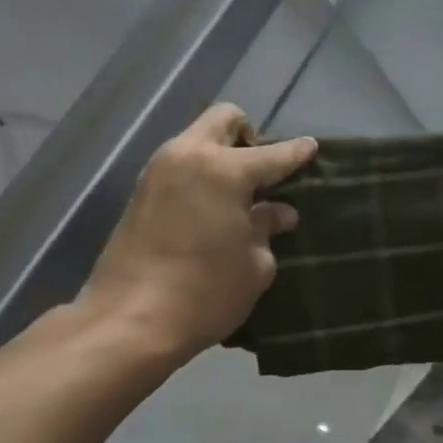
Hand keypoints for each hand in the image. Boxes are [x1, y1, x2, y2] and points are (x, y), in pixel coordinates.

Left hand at [81, 104, 316, 362]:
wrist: (130, 322)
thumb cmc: (205, 293)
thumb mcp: (254, 266)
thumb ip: (267, 228)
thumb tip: (278, 212)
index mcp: (223, 170)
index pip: (272, 154)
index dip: (296, 153)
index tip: (311, 148)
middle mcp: (187, 157)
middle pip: (223, 120)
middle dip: (248, 137)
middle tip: (262, 174)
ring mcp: (157, 172)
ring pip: (196, 140)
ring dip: (220, 155)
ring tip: (238, 195)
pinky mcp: (139, 193)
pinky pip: (179, 166)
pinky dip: (200, 175)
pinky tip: (211, 208)